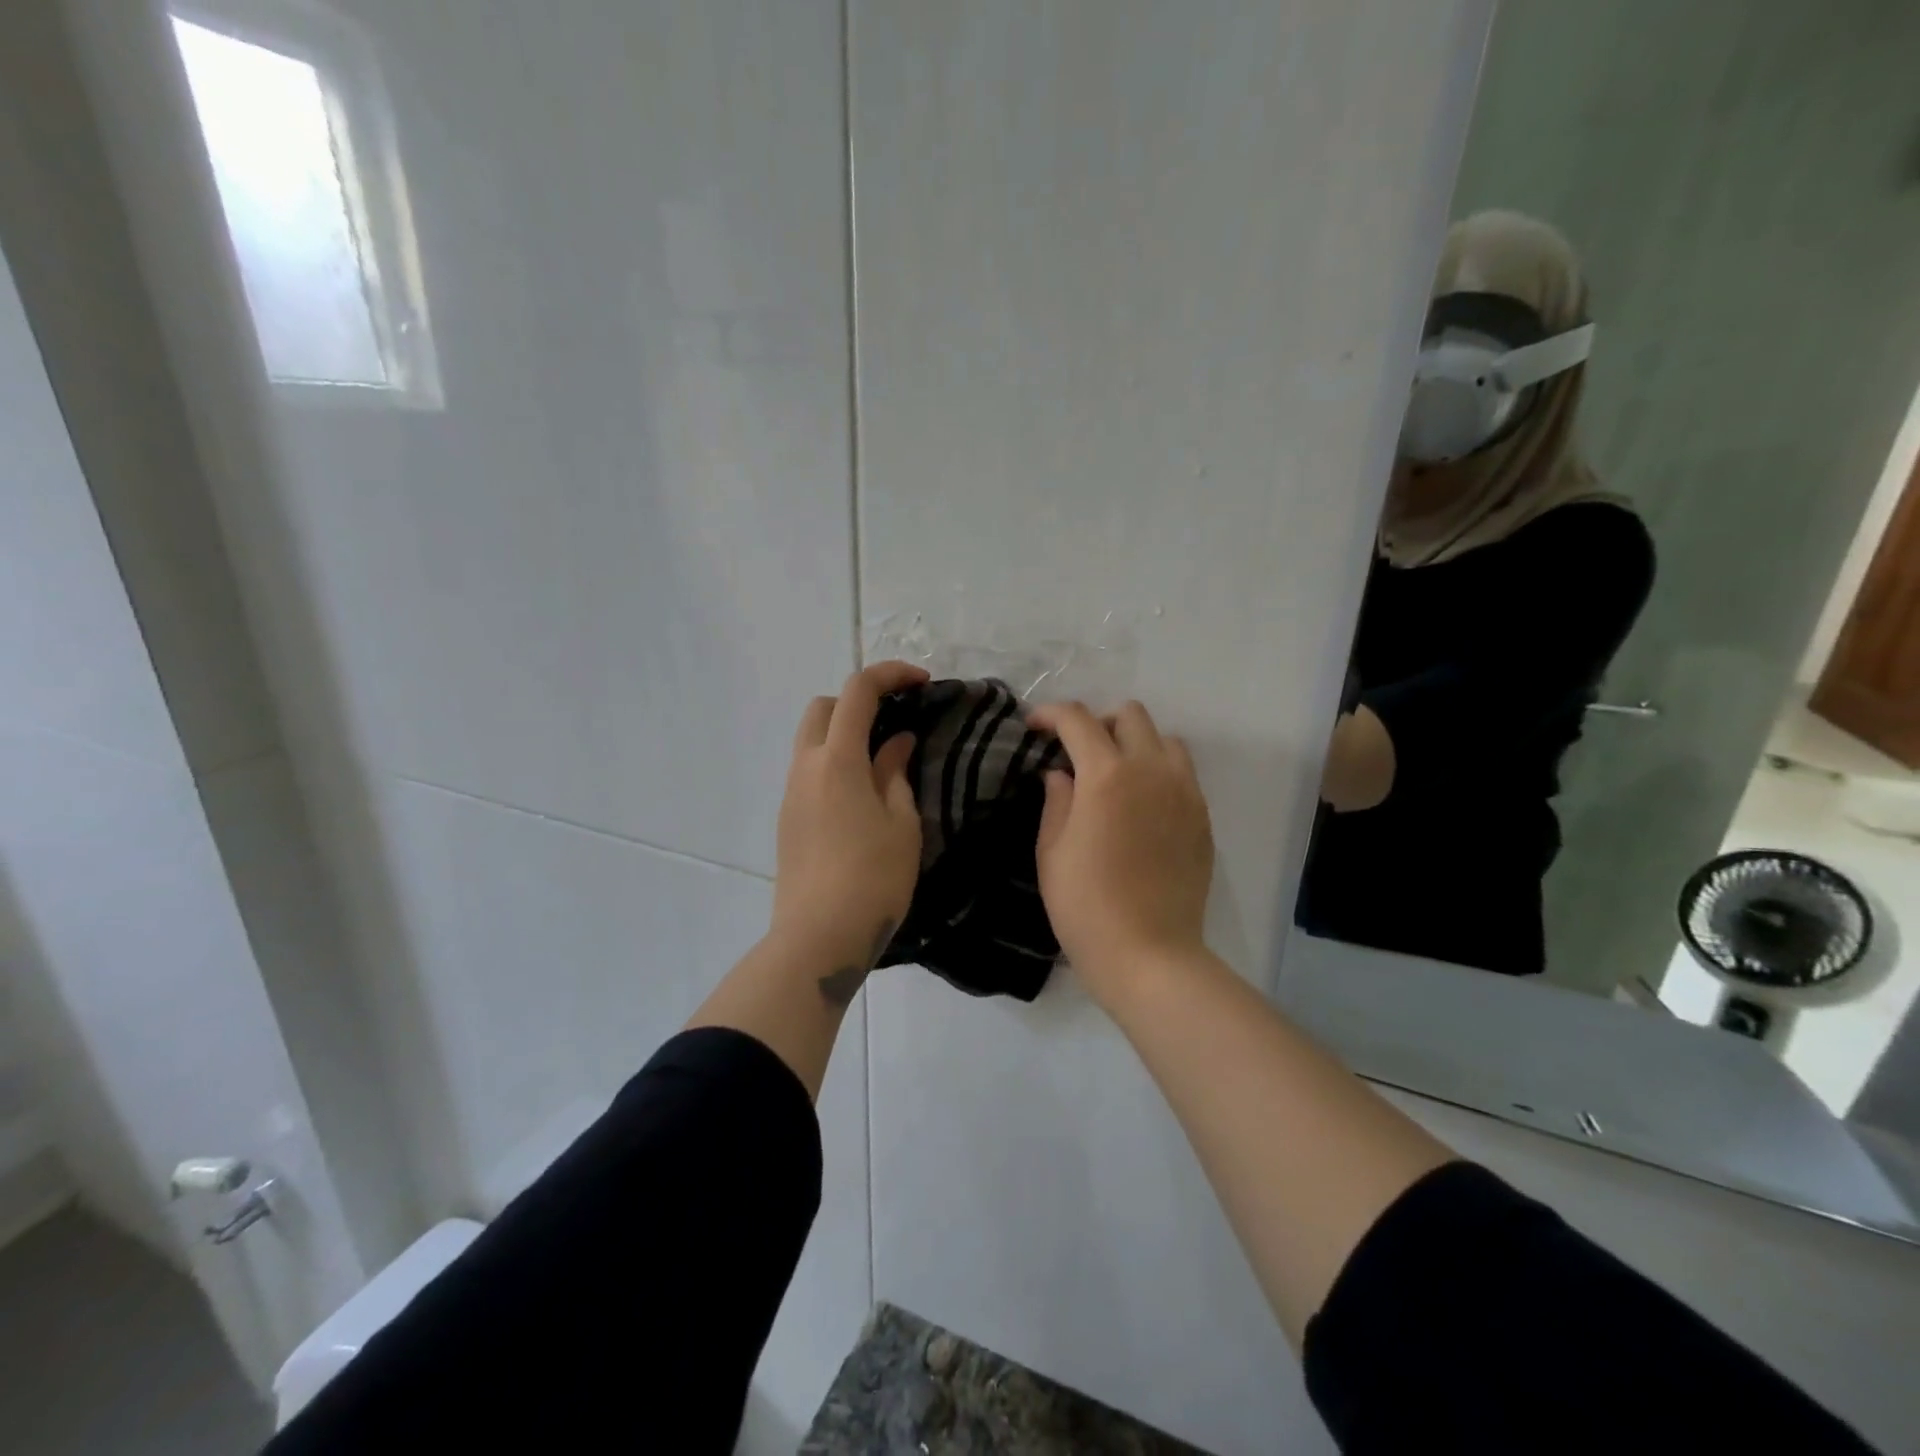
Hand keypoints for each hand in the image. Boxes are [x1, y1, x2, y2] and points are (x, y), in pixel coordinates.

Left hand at [769, 661, 928, 981]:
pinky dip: (834, 763)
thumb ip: (894, 772)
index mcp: (837, 759)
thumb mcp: (900, 822)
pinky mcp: (787, 818)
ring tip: (883, 761)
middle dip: (858, 701)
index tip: (921, 683)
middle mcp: (805, 766)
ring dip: (844, 734)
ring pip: (811, 740)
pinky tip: (862, 795)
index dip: (890, 675)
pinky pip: (809, 771)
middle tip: (895, 721)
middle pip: (823, 708)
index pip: (858, 692)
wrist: (819, 937)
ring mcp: (790, 793)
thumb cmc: (873, 877)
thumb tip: (895, 743)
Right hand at [1026, 700, 1213, 994]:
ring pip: (1164, 739)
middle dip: (1098, 723)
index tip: (1034, 726)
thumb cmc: (1085, 905)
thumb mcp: (1052, 851)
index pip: (1078, 720)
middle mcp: (1151, 771)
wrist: (1149, 953)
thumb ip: (1056, 800)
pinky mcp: (1203, 817)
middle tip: (1077, 752)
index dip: (1051, 714)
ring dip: (1135, 743)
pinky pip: (1182, 773)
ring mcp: (1185, 792)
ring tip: (1115, 775)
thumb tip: (1060, 774)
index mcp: (1107, 775)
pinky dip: (1158, 771)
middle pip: (1130, 715)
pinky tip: (1141, 805)